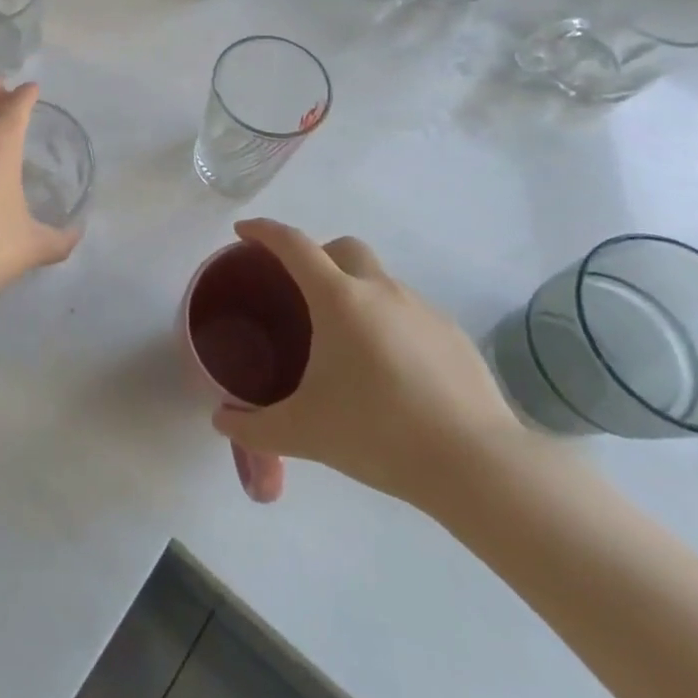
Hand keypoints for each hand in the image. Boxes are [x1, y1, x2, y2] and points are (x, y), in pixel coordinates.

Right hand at [212, 219, 525, 515]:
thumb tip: (220, 420)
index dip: (264, 231)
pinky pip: (409, 312)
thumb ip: (253, 426)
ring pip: (379, 280)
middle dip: (317, 254)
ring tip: (345, 341)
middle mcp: (380, 290)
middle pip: (342, 247)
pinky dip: (389, 322)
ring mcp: (422, 309)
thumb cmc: (378, 434)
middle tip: (300, 290)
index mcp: (338, 299)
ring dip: (355, 292)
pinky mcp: (453, 335)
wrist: (477, 466)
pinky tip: (390, 369)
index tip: (243, 232)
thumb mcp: (303, 433)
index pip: (293, 244)